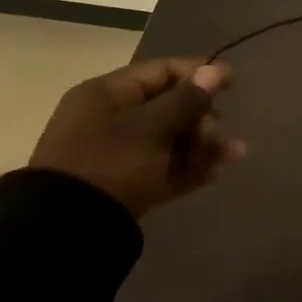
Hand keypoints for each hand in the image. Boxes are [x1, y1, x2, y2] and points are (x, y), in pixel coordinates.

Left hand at [27, 58, 244, 218]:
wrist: (66, 231)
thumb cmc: (111, 162)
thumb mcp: (153, 127)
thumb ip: (187, 99)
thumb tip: (214, 70)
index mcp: (107, 94)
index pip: (161, 71)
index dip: (198, 73)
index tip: (232, 83)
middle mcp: (110, 118)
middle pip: (169, 107)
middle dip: (203, 118)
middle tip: (219, 133)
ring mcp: (116, 154)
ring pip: (170, 140)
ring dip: (204, 145)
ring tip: (235, 155)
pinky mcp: (123, 185)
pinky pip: (163, 168)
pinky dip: (189, 168)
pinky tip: (218, 172)